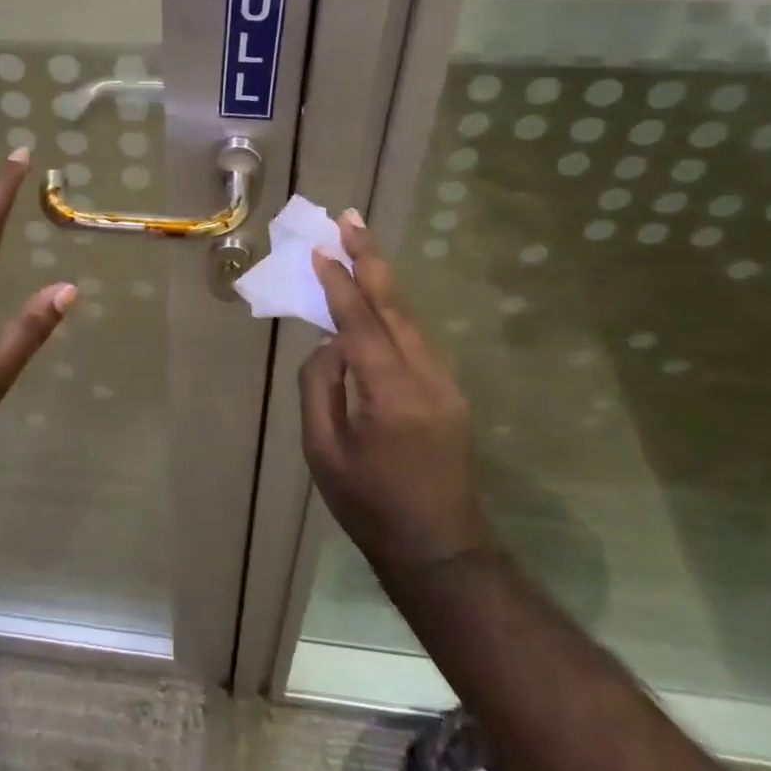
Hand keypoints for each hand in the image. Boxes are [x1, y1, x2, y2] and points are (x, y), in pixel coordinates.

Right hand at [301, 212, 493, 569]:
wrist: (441, 550)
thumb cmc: (370, 506)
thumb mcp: (324, 452)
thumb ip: (320, 388)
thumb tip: (329, 344)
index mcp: (390, 395)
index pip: (360, 324)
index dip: (338, 284)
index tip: (320, 250)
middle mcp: (426, 379)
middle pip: (395, 306)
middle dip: (370, 259)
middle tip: (350, 219)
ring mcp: (445, 384)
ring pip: (411, 318)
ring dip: (384, 279)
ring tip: (360, 244)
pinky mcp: (451, 393)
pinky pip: (417, 339)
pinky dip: (394, 310)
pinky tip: (377, 299)